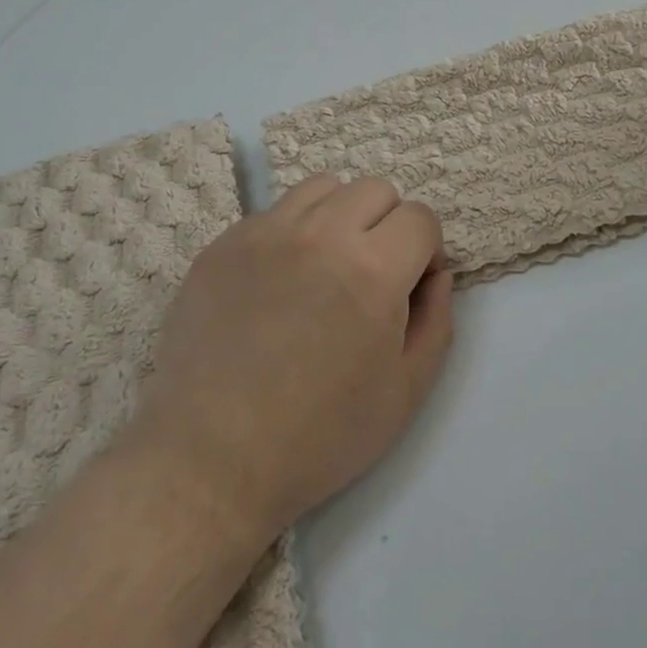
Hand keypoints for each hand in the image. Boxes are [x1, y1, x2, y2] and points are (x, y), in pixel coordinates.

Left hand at [136, 175, 454, 539]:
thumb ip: (436, 320)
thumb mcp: (406, 392)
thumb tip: (436, 274)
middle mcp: (321, 234)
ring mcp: (264, 233)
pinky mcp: (222, 244)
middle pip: (375, 190)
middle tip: (371, 277)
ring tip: (325, 267)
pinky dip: (291, 234)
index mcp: (373, 269)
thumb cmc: (319, 436)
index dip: (426, 251)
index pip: (420, 217)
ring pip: (322, 188)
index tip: (410, 289)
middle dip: (388, 226)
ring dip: (340, 217)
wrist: (210, 459)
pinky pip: (272, 214)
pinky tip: (277, 284)